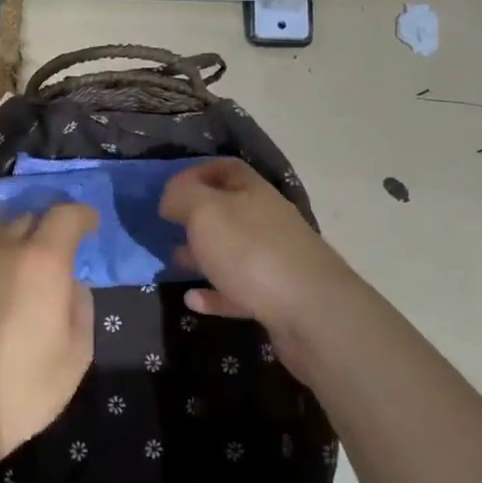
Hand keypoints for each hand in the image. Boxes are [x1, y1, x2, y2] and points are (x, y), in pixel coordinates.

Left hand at [0, 205, 98, 482]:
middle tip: (58, 251)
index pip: (65, 215)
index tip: (91, 225)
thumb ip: (80, 307)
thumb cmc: (23, 388)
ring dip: (15, 235)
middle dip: (48, 226)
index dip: (82, 215)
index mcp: (41, 262)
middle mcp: (2, 250)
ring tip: (22, 261)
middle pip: (28, 217)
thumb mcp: (76, 355)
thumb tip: (70, 284)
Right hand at [160, 159, 370, 374]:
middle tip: (168, 228)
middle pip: (228, 210)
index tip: (168, 192)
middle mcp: (267, 220)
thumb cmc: (252, 252)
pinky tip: (193, 300)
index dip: (195, 173)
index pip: (225, 168)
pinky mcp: (276, 298)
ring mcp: (275, 260)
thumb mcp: (206, 212)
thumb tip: (171, 198)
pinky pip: (237, 290)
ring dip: (203, 254)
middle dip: (196, 217)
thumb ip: (182, 197)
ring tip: (174, 261)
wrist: (313, 314)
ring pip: (232, 250)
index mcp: (253, 192)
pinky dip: (215, 293)